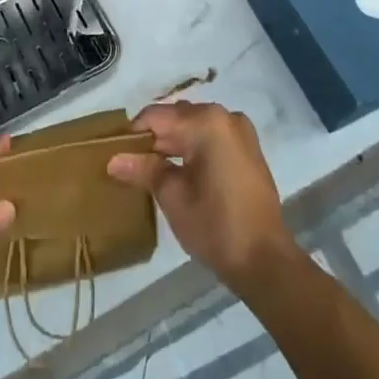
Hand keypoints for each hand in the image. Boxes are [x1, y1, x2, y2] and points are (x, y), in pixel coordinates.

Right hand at [106, 102, 299, 292]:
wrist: (266, 261)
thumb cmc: (215, 226)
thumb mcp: (173, 197)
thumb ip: (143, 169)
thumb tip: (113, 159)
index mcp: (206, 121)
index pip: (157, 116)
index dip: (133, 134)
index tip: (115, 153)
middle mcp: (224, 116)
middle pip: (176, 118)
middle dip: (153, 139)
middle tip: (131, 164)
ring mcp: (240, 132)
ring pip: (194, 127)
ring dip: (173, 144)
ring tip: (151, 170)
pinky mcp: (248, 150)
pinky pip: (211, 138)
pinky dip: (193, 149)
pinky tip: (179, 172)